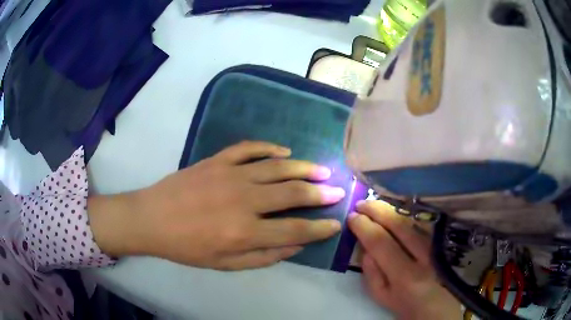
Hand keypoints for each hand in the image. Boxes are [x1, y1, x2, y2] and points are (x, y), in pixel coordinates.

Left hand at [89, 141, 344, 269]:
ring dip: (303, 169)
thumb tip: (295, 246)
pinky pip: (248, 148)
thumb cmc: (187, 247)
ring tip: (322, 170)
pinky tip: (284, 151)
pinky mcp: (217, 160)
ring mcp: (230, 175)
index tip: (335, 224)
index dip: (319, 229)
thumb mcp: (225, 264)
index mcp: (244, 231)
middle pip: (292, 194)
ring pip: (276, 168)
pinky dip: (269, 148)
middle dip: (320, 194)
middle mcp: (243, 200)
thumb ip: (263, 257)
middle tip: (338, 191)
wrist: (152, 219)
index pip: (294, 230)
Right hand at [348, 200, 460, 319]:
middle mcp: (424, 256)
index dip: (364, 226)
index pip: (381, 242)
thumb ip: (372, 275)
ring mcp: (436, 246)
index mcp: (406, 276)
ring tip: (375, 204)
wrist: (439, 306)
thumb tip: (365, 249)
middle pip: (399, 225)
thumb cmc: (408, 305)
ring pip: (413, 220)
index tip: (352, 217)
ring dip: (391, 209)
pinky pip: (422, 222)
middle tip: (361, 203)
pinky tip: (395, 210)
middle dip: (377, 210)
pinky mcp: (442, 242)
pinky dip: (406, 214)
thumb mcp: (384, 298)